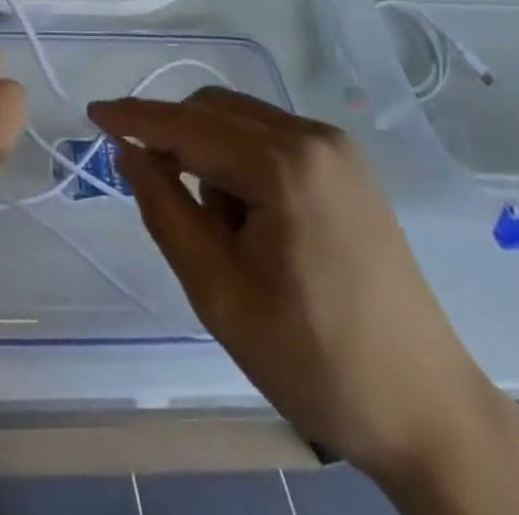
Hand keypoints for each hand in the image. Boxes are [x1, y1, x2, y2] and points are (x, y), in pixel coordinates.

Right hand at [88, 88, 509, 482]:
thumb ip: (165, 209)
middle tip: (154, 189)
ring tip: (219, 228)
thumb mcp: (218, 292)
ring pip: (241, 119)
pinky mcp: (348, 165)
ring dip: (209, 152)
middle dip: (173, 138)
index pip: (187, 125)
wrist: (426, 410)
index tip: (92, 113)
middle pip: (214, 109)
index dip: (134, 117)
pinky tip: (250, 217)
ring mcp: (336, 147)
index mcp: (283, 165)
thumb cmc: (314, 359)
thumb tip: (129, 152)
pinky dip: (241, 160)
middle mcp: (313, 136)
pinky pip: (271, 137)